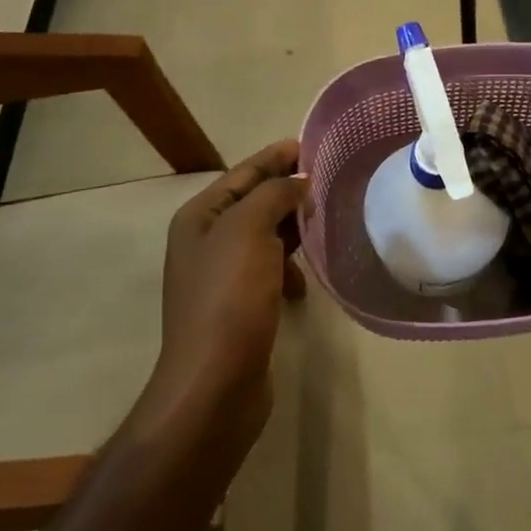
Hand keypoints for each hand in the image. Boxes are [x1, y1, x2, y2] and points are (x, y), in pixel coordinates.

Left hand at [147, 140, 307, 434]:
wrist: (214, 386)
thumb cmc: (228, 299)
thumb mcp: (248, 232)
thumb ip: (273, 195)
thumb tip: (298, 181)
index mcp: (200, 218)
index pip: (243, 173)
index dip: (275, 157)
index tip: (312, 144)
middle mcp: (206, 241)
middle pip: (254, 202)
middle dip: (289, 191)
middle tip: (330, 181)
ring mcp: (222, 276)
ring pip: (265, 236)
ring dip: (292, 231)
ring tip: (323, 227)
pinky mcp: (240, 306)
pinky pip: (269, 270)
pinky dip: (288, 270)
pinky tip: (302, 286)